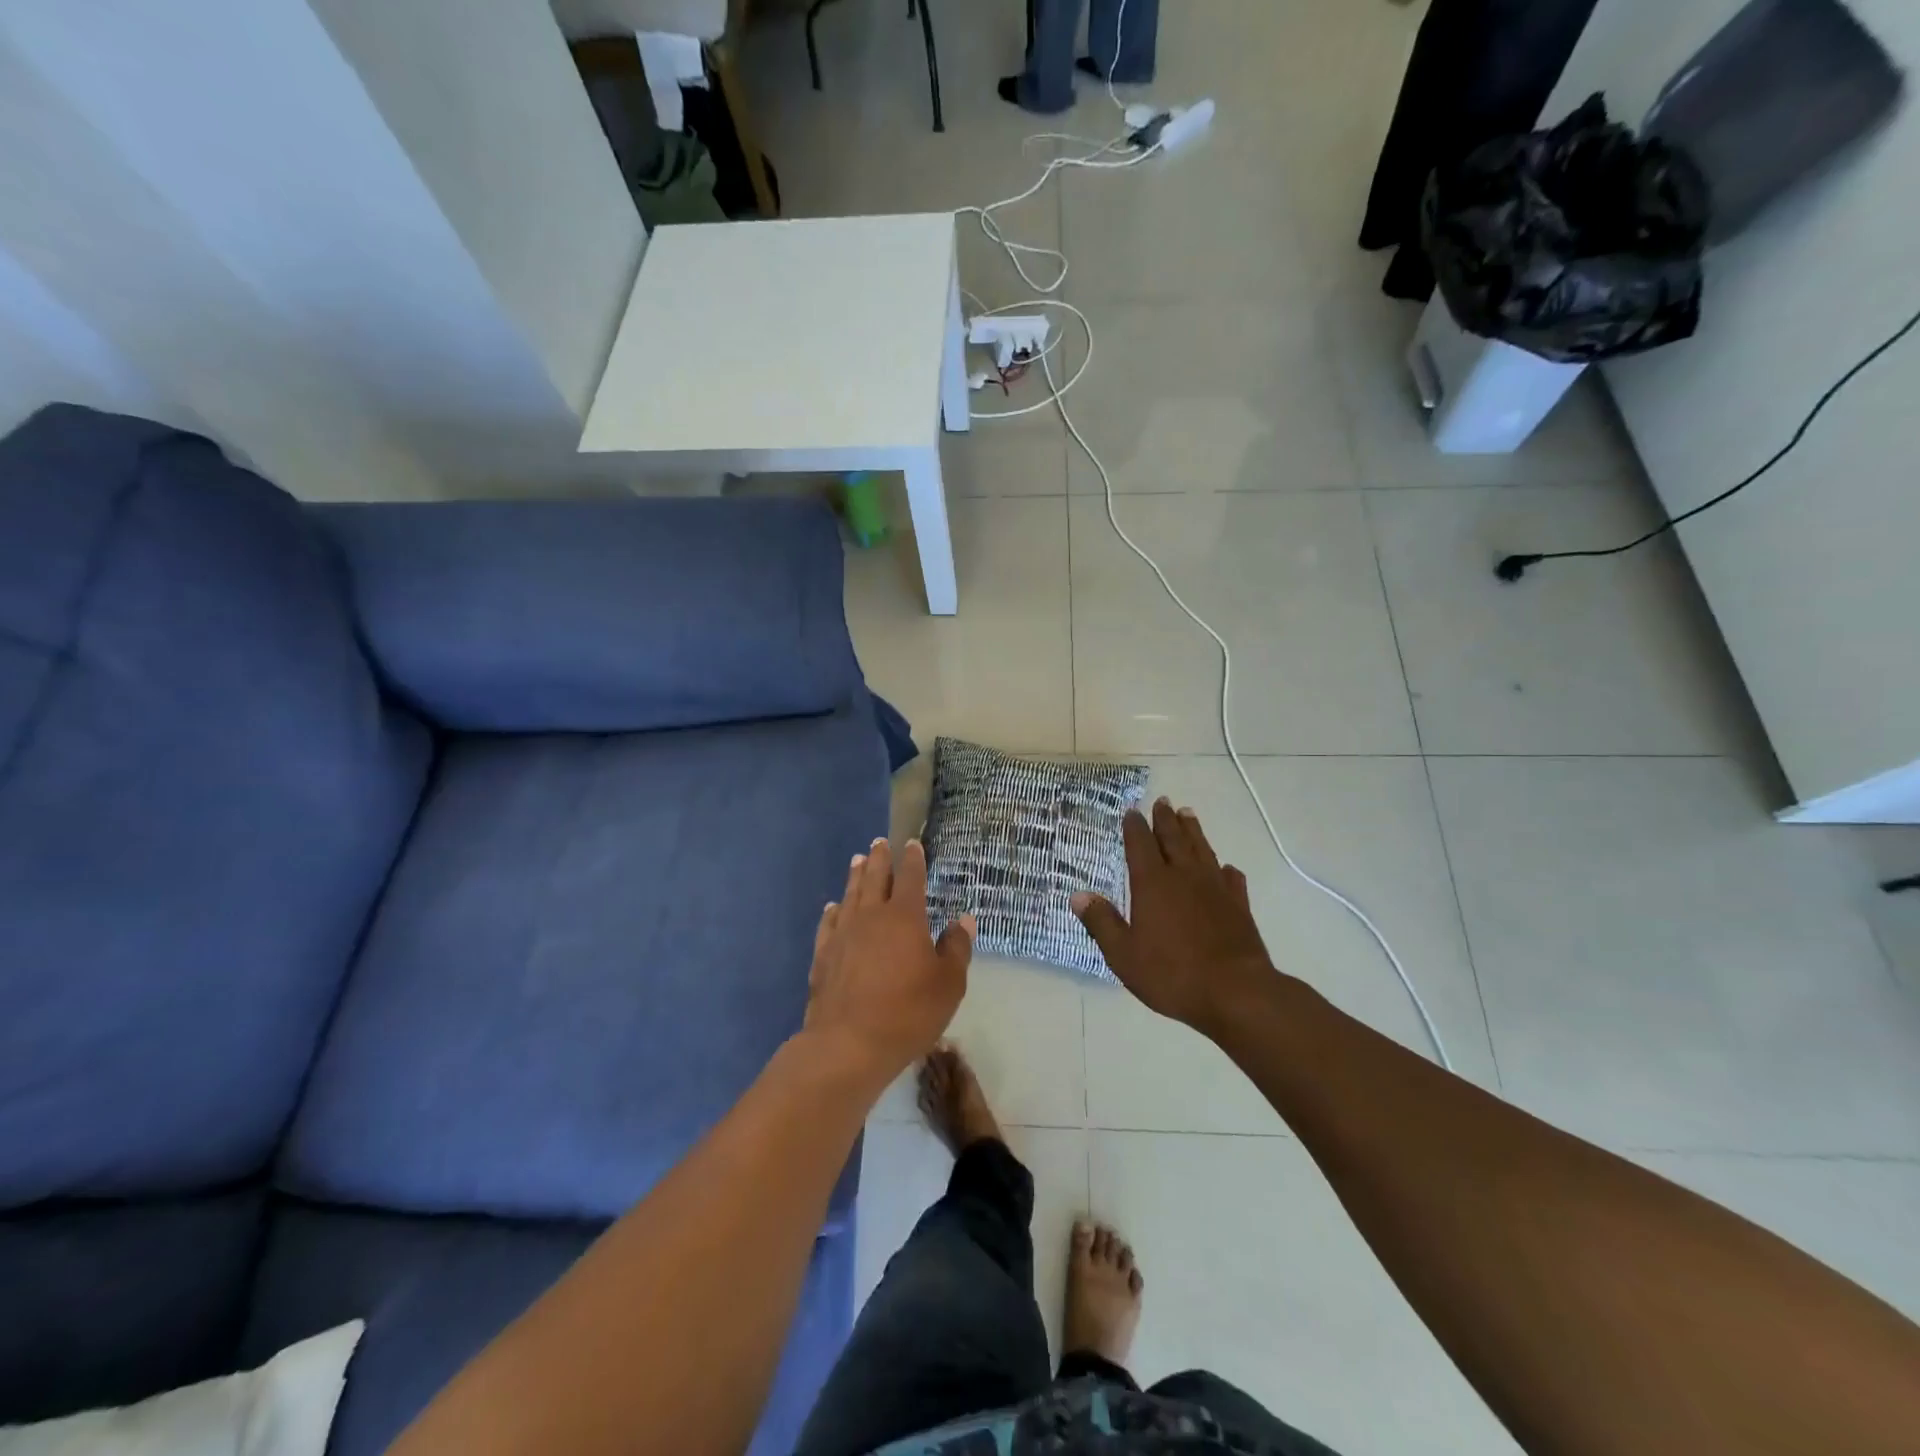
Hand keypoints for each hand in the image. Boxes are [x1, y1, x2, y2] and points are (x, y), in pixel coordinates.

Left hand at [804, 837, 973, 1087]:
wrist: (848, 1044)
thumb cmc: (908, 1012)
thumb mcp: (948, 984)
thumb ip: (957, 948)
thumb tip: (963, 920)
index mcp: (905, 917)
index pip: (910, 878)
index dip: (913, 860)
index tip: (912, 844)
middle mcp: (871, 916)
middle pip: (875, 878)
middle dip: (879, 859)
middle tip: (879, 843)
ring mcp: (843, 934)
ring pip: (850, 895)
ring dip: (856, 876)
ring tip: (857, 860)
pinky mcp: (823, 955)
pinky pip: (828, 923)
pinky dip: (833, 911)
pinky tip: (834, 908)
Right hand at [1072, 799, 1276, 1034]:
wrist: (1235, 992)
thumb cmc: (1172, 974)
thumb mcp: (1123, 954)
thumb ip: (1101, 922)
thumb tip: (1078, 895)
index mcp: (1152, 884)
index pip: (1140, 845)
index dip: (1134, 827)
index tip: (1132, 811)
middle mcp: (1184, 877)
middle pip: (1173, 839)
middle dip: (1165, 819)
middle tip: (1162, 801)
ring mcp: (1215, 889)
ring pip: (1202, 850)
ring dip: (1193, 831)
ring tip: (1188, 814)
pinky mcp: (1238, 906)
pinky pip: (1231, 879)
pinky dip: (1225, 869)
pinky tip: (1225, 868)